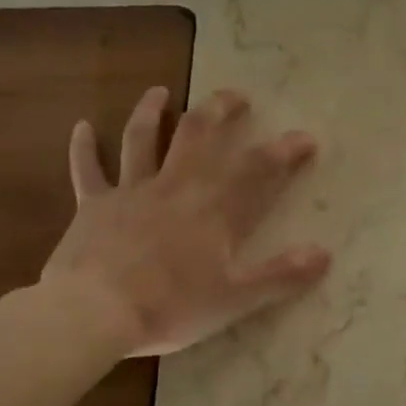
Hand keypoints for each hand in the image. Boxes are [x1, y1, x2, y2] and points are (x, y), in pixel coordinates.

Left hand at [41, 86, 329, 356]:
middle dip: (220, 111)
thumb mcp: (235, 298)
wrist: (95, 313)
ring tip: (160, 92)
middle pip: (199, 136)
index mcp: (213, 209)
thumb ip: (281, 275)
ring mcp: (131, 191)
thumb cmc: (170, 306)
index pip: (257, 169)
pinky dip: (84, 148)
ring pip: (142, 139)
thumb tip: (324, 254)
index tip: (305, 138)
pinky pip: (87, 170)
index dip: (285, 150)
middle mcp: (175, 187)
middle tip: (235, 96)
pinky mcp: (94, 205)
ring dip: (152, 112)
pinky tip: (81, 126)